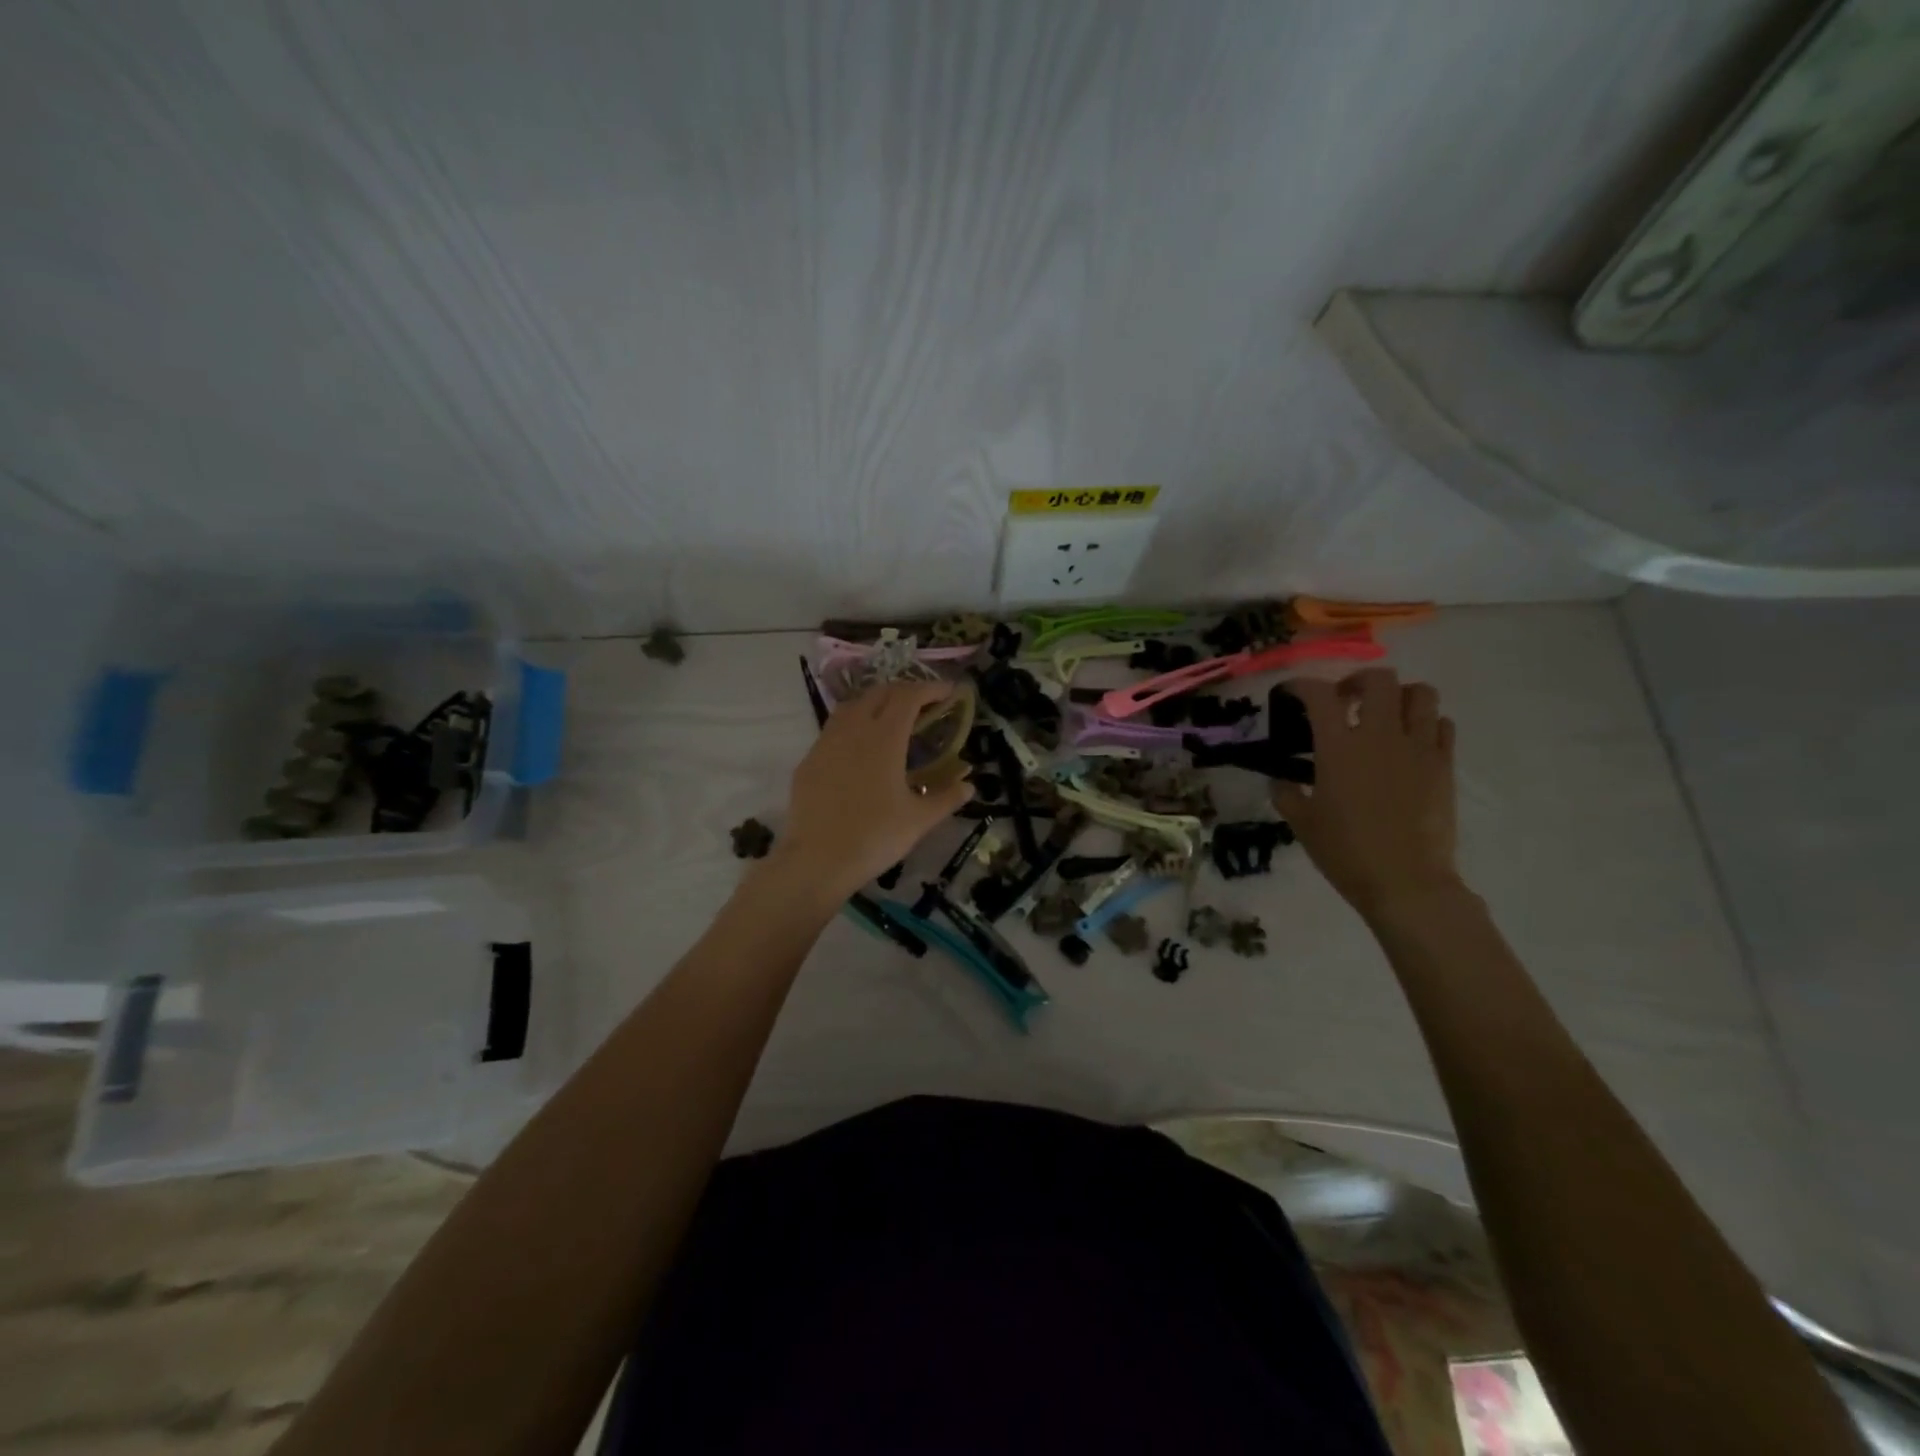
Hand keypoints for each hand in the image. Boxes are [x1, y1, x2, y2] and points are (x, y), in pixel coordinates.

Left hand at [772, 679, 973, 899]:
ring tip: (891, 719)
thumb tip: (969, 785)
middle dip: (904, 691)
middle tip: (924, 704)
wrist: (817, 860)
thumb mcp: (919, 820)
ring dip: (876, 703)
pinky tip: (860, 748)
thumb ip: (946, 797)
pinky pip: (834, 729)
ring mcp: (826, 742)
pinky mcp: (809, 760)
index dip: (931, 688)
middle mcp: (854, 730)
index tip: (949, 692)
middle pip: (880, 693)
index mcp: (884, 737)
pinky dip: (853, 725)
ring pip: (852, 706)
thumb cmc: (875, 836)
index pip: (909, 696)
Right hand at [1273, 669, 1461, 917]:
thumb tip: (1280, 782)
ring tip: (1384, 716)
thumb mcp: (1302, 823)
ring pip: (1420, 694)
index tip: (1292, 694)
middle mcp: (1380, 736)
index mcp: (1338, 747)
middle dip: (1358, 682)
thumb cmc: (1346, 852)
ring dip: (1398, 697)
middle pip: (1379, 680)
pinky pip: (1442, 725)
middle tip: (1345, 701)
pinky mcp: (1444, 765)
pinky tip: (1410, 743)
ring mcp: (1418, 748)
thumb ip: (1287, 794)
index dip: (1301, 685)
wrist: (1406, 882)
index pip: (1319, 695)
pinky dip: (1426, 724)